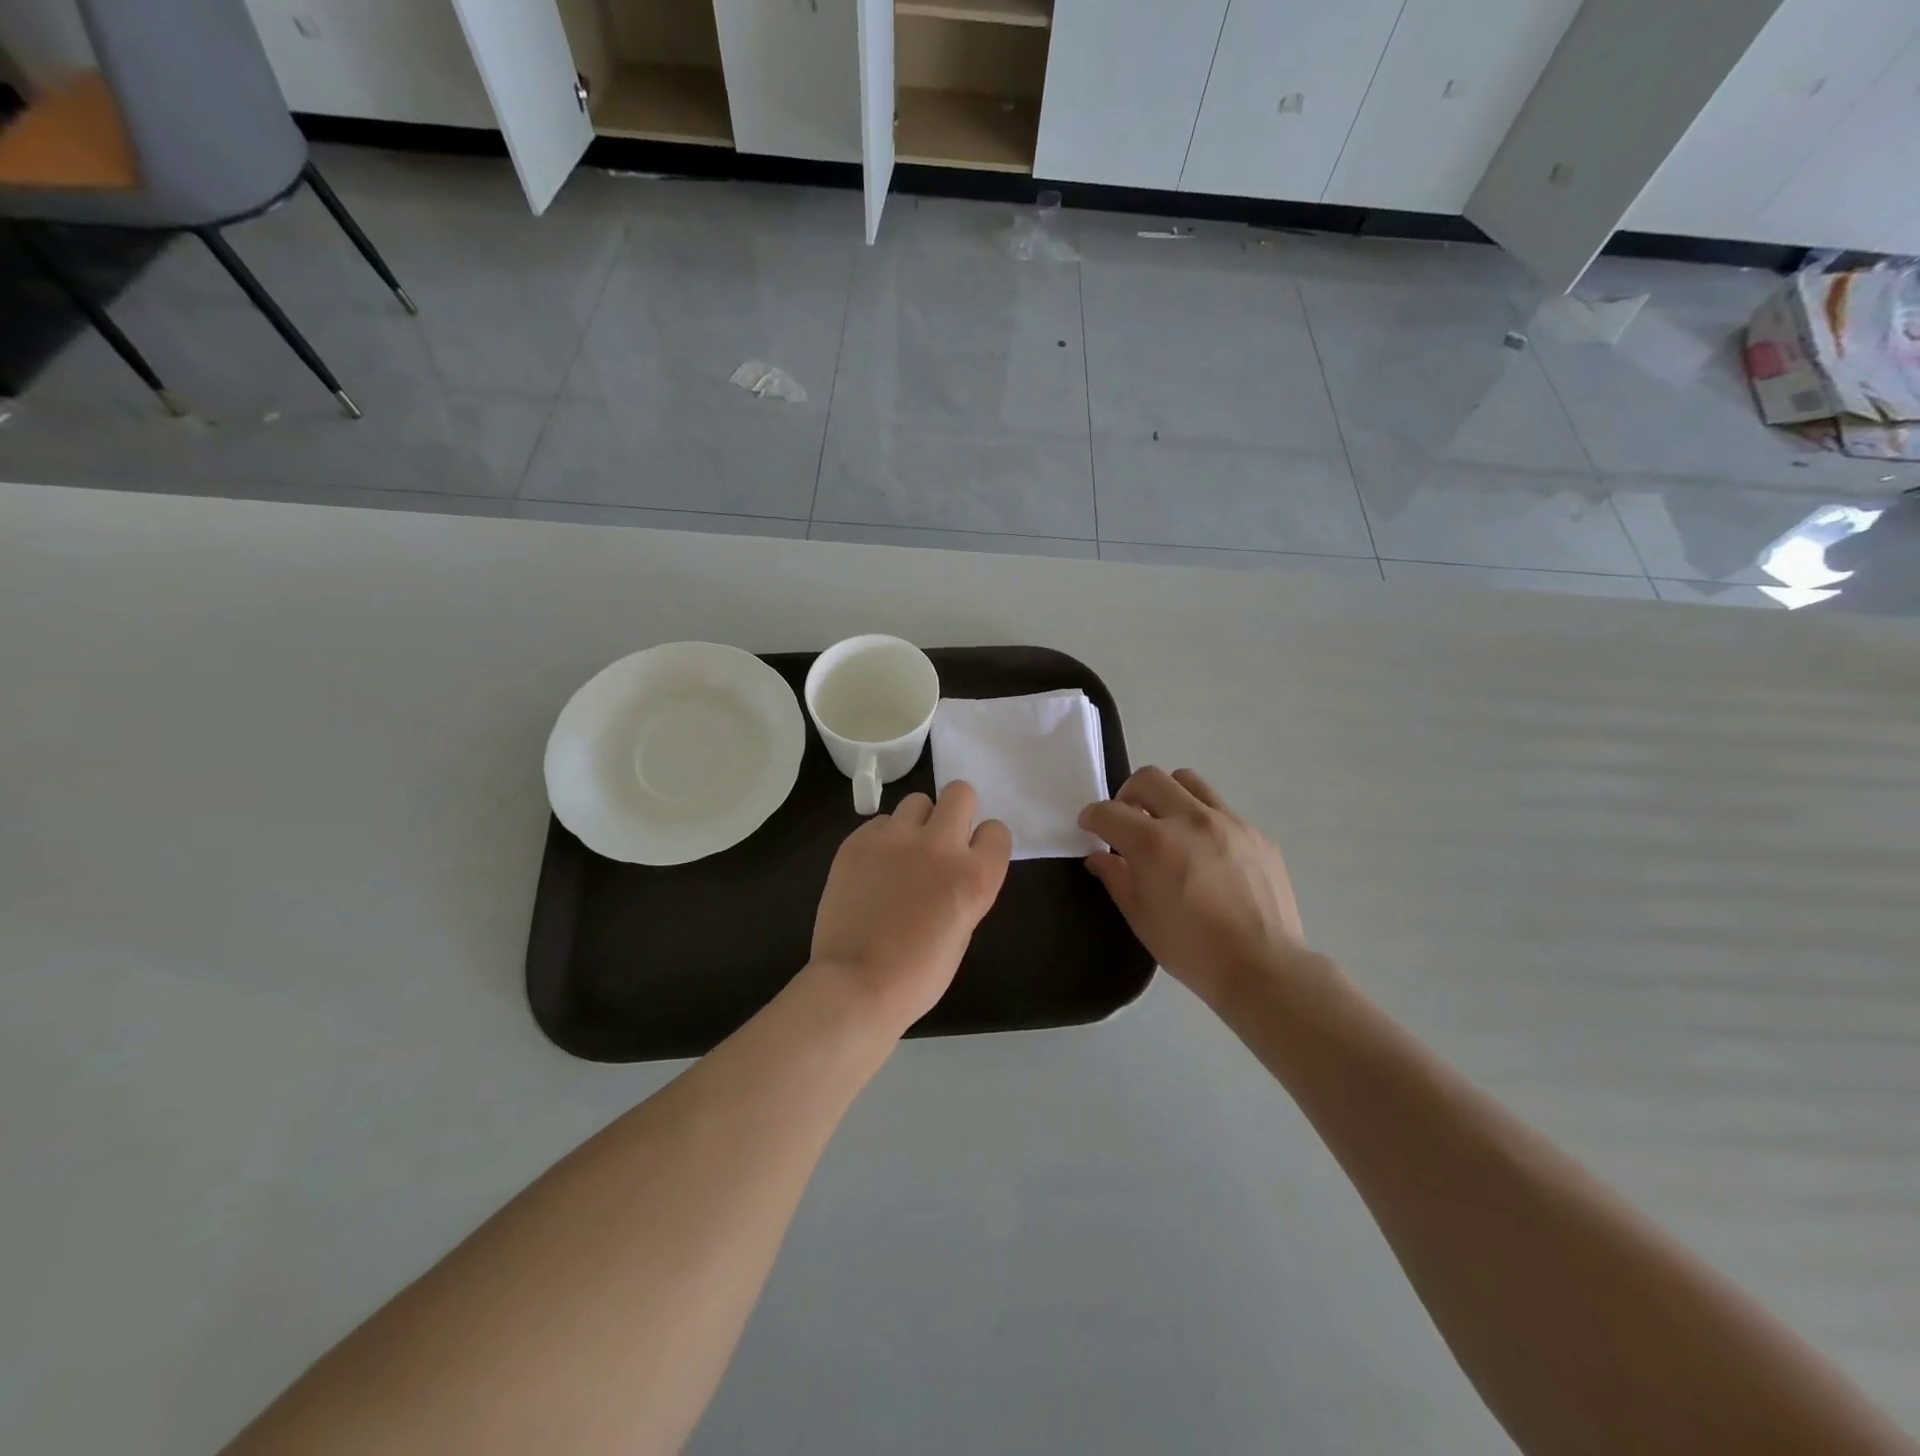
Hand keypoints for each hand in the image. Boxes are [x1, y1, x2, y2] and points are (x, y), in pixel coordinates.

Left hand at [811, 780, 1012, 1034]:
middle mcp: (940, 846)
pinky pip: (879, 822)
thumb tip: (952, 868)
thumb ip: (964, 887)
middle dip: (955, 811)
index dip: (985, 843)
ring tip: (902, 854)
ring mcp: (895, 839)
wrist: (856, 985)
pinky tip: (872, 869)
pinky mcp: (858, 841)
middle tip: (940, 840)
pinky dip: (882, 839)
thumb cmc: (918, 975)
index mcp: (975, 876)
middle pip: (960, 793)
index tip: (972, 856)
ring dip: (917, 823)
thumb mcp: (962, 930)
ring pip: (916, 801)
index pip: (997, 830)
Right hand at [1079, 767, 1316, 1008]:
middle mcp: (1190, 820)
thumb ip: (1116, 878)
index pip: (1109, 812)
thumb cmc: (1192, 950)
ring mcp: (1229, 822)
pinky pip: (1221, 809)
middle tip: (1127, 820)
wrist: (1264, 968)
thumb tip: (1100, 857)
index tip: (1090, 827)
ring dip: (1167, 795)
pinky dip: (1202, 818)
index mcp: (1154, 844)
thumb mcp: (1141, 918)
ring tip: (1167, 824)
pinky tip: (1205, 852)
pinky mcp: (1256, 833)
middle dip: (1127, 794)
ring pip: (1188, 781)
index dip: (1092, 817)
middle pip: (1149, 778)